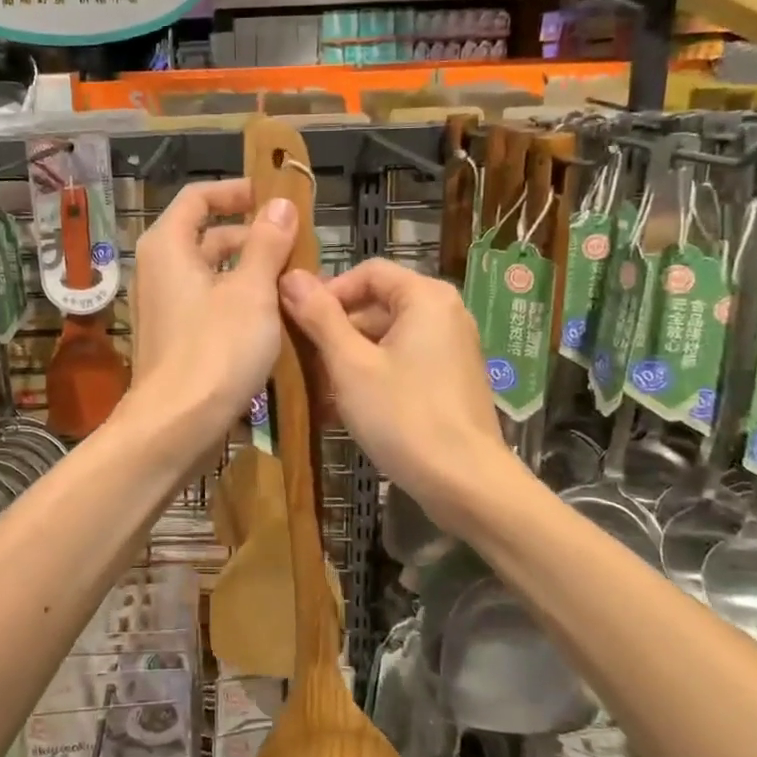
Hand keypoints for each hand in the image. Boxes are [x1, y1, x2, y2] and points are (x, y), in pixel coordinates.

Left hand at [124, 180, 299, 447]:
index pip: (198, 197)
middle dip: (253, 238)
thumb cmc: (216, 349)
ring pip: (212, 274)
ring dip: (251, 273)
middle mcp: (159, 269)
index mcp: (168, 245)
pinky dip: (239, 302)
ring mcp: (165, 306)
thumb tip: (281, 204)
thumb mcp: (251, 291)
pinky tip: (274, 318)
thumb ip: (267, 244)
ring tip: (296, 284)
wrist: (176, 425)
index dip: (235, 191)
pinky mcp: (175, 338)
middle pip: (208, 236)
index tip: (273, 198)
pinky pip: (209, 304)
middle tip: (298, 248)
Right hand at [279, 258, 509, 532]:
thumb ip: (320, 317)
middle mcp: (445, 313)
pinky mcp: (450, 380)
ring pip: (387, 338)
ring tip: (317, 390)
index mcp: (426, 297)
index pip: (368, 272)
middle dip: (336, 330)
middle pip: (378, 304)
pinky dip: (373, 376)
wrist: (466, 484)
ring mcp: (451, 349)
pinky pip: (403, 363)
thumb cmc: (404, 416)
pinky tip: (343, 408)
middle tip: (303, 360)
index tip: (299, 322)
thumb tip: (290, 276)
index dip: (328, 291)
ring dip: (349, 358)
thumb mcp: (351, 365)